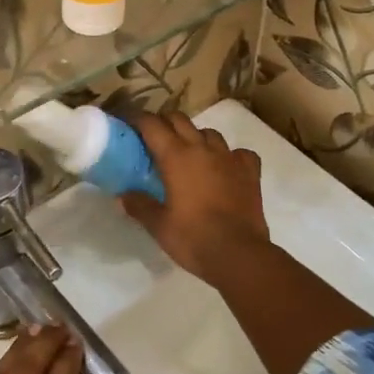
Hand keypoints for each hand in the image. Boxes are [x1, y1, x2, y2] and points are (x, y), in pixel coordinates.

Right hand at [119, 111, 272, 285]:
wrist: (239, 255)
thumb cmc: (193, 238)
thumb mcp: (158, 225)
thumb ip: (139, 205)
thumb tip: (122, 196)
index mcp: (175, 156)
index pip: (152, 124)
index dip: (136, 118)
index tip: (127, 123)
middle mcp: (202, 148)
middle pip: (179, 119)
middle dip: (163, 123)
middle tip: (154, 139)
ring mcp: (229, 158)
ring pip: (209, 132)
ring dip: (195, 137)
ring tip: (189, 155)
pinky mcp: (250, 171)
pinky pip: (239, 152)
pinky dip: (229, 156)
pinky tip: (225, 168)